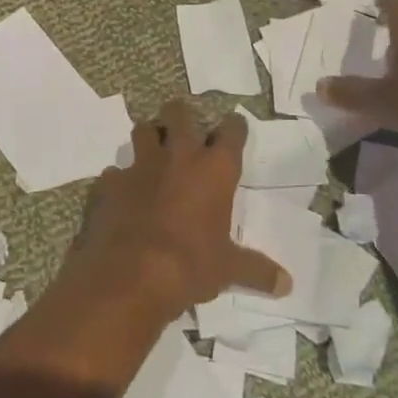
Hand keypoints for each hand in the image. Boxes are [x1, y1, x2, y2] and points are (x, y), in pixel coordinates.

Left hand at [66, 101, 289, 322]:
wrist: (130, 275)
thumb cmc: (190, 265)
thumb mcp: (228, 269)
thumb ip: (257, 270)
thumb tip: (287, 284)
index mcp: (214, 169)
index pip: (231, 131)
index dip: (234, 127)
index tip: (235, 127)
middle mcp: (178, 156)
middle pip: (179, 113)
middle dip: (182, 115)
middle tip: (184, 127)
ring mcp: (141, 165)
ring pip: (143, 130)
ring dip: (149, 136)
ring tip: (153, 152)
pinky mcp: (111, 182)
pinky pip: (115, 171)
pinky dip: (120, 179)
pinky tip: (122, 194)